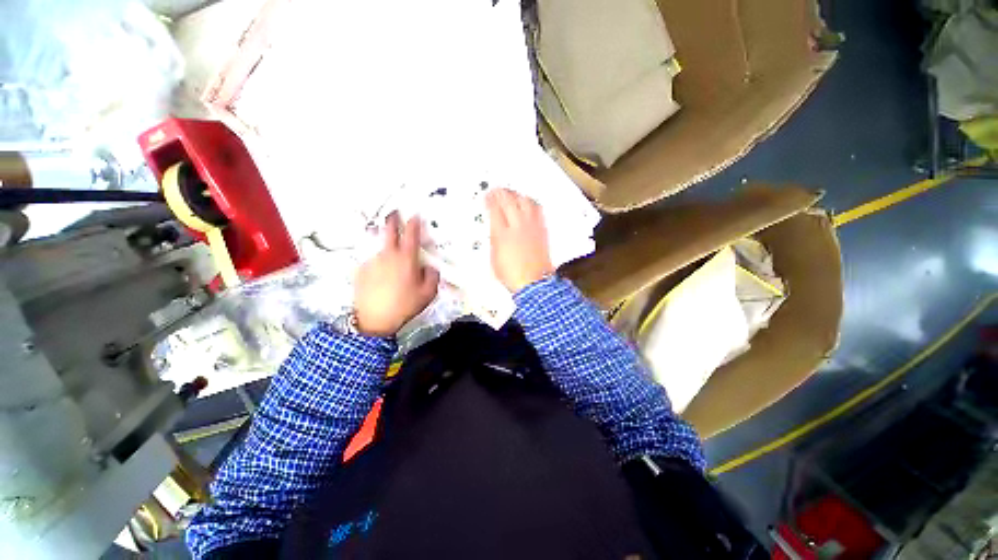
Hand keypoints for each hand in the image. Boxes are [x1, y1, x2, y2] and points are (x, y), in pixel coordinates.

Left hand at [354, 212, 438, 336]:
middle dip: (392, 219)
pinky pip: (372, 261)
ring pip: (380, 248)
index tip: (414, 215)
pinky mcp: (361, 270)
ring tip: (390, 261)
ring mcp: (372, 261)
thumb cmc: (405, 306)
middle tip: (394, 213)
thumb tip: (430, 268)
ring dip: (386, 248)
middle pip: (389, 230)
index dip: (414, 222)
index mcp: (407, 259)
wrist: (375, 319)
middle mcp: (388, 255)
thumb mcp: (428, 293)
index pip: (411, 234)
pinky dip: (378, 264)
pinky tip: (380, 276)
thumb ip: (432, 276)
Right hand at [487, 188, 554, 292]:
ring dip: (516, 195)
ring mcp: (531, 227)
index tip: (488, 197)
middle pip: (509, 201)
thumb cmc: (513, 275)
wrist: (533, 283)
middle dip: (501, 193)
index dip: (490, 200)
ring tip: (512, 195)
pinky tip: (528, 204)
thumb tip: (496, 230)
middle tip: (497, 191)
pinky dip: (530, 203)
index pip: (495, 209)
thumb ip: (495, 240)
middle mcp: (518, 226)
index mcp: (502, 234)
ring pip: (525, 201)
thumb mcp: (494, 258)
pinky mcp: (542, 230)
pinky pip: (537, 210)